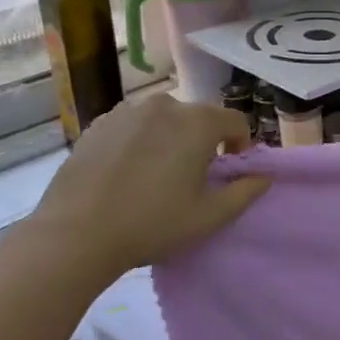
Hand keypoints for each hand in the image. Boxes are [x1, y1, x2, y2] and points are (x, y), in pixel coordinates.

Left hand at [15, 95, 268, 275]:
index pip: (235, 121)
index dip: (241, 144)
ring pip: (163, 119)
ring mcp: (127, 111)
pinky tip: (127, 172)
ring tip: (158, 173)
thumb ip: (245, 192)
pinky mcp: (98, 123)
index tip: (229, 171)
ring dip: (170, 138)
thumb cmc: (153, 224)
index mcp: (197, 122)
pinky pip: (133, 125)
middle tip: (193, 177)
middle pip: (198, 117)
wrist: (76, 233)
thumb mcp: (210, 216)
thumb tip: (264, 176)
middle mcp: (165, 105)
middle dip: (204, 141)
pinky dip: (140, 140)